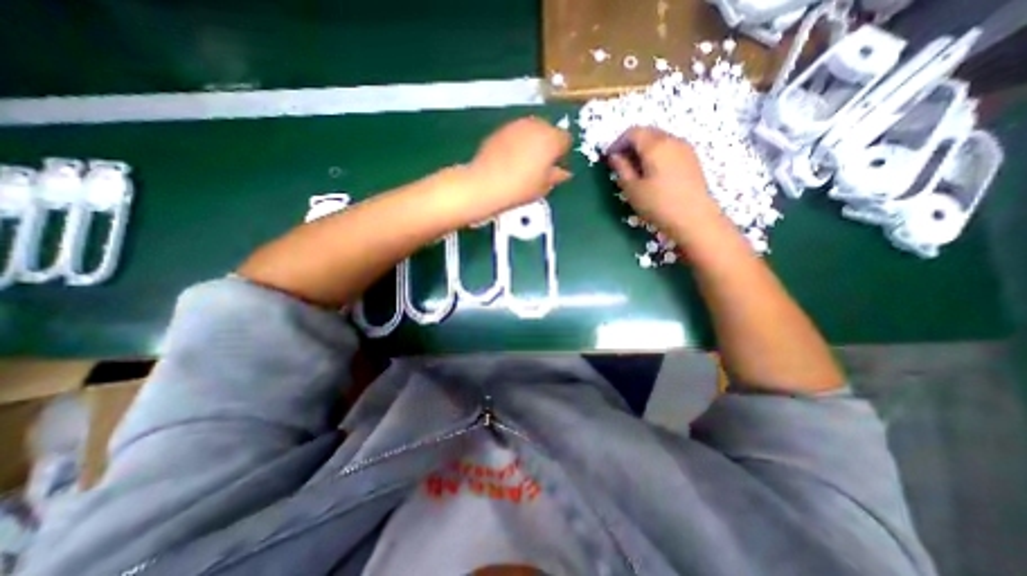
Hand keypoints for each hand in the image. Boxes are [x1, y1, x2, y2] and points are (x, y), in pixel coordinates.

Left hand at [465, 117, 574, 220]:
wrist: (486, 184)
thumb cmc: (520, 188)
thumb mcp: (543, 187)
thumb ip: (557, 176)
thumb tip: (563, 173)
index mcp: (551, 139)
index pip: (566, 140)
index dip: (563, 154)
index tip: (557, 166)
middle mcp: (536, 126)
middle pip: (549, 130)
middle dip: (548, 144)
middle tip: (542, 164)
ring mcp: (516, 125)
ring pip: (532, 130)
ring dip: (533, 141)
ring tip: (526, 162)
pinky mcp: (501, 129)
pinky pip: (516, 133)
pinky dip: (518, 142)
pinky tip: (511, 159)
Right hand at [609, 126, 715, 232]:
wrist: (694, 218)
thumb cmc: (658, 204)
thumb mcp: (632, 189)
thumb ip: (621, 169)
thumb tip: (614, 156)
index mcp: (655, 146)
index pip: (632, 132)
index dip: (617, 143)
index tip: (609, 158)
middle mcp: (671, 140)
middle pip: (647, 133)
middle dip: (630, 145)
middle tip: (621, 164)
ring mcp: (684, 148)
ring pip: (659, 140)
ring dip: (644, 150)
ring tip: (636, 170)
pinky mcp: (691, 158)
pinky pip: (669, 148)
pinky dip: (656, 154)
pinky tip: (652, 173)